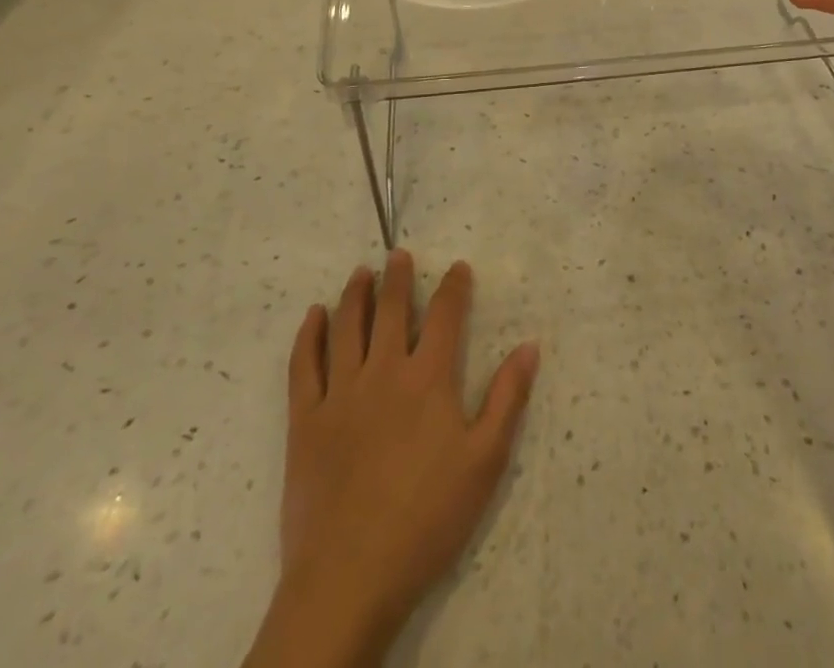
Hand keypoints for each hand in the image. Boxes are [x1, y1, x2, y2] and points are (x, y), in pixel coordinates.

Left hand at [249, 253, 539, 667]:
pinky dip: (308, 336)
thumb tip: (529, 345)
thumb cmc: (427, 519)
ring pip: (346, 327)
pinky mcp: (306, 420)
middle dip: (397, 277)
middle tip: (398, 255)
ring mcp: (340, 393)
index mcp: (428, 379)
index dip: (453, 286)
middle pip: (390, 309)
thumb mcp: (485, 462)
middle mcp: (383, 372)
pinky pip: (304, 365)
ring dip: (354, 294)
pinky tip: (313, 317)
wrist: (350, 578)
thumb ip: (508, 399)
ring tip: (360, 273)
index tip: (458, 268)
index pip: (444, 314)